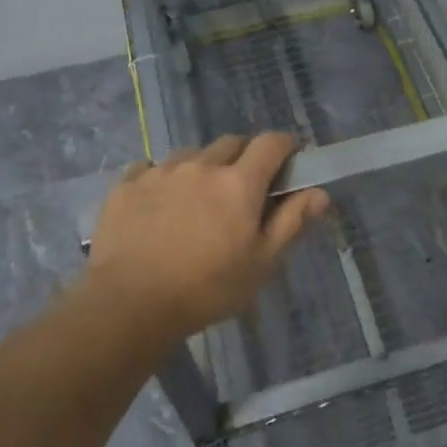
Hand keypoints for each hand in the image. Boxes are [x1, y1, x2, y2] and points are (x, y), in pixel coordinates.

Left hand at [85, 132, 330, 340]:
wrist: (129, 304)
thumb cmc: (207, 288)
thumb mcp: (261, 263)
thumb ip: (291, 222)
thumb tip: (320, 193)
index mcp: (239, 182)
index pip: (271, 143)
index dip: (285, 146)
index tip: (289, 160)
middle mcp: (201, 165)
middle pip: (231, 143)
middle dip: (244, 156)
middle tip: (244, 188)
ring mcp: (160, 171)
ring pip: (191, 154)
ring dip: (203, 167)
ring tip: (198, 198)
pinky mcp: (126, 184)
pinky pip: (151, 167)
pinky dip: (162, 178)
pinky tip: (159, 205)